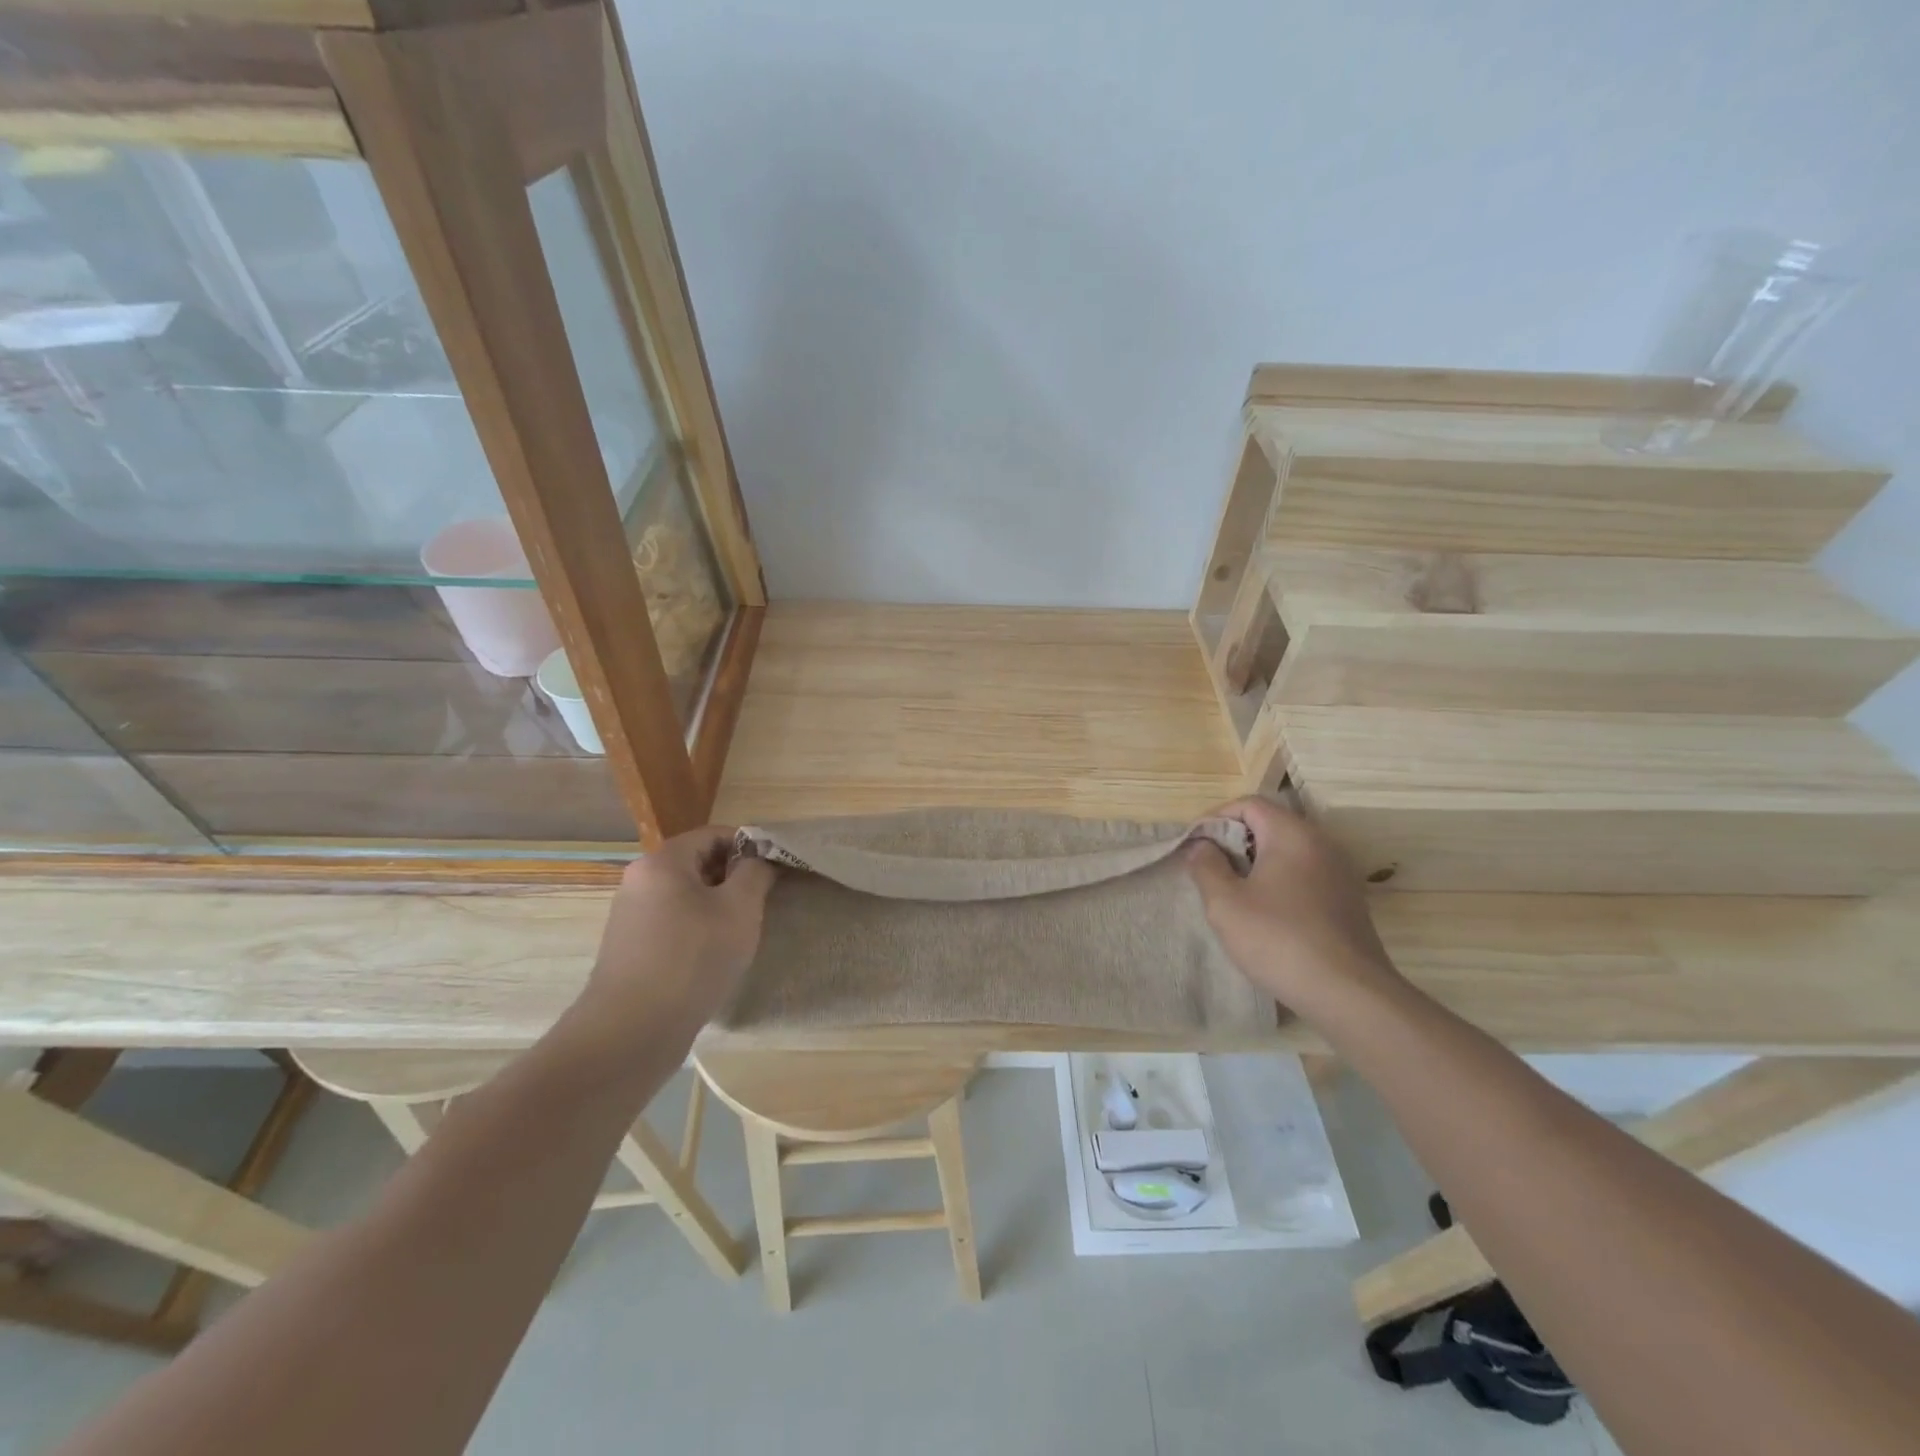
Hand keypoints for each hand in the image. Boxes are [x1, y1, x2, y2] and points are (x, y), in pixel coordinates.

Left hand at [581, 826, 775, 1041]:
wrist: (631, 1031)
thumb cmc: (693, 958)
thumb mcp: (740, 909)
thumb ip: (755, 873)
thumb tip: (758, 860)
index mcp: (662, 861)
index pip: (714, 835)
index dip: (750, 847)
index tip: (775, 871)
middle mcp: (640, 880)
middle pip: (698, 862)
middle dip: (734, 878)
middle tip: (762, 903)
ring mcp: (630, 915)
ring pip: (686, 895)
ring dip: (717, 906)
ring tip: (741, 933)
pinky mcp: (630, 947)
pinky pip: (672, 922)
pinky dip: (697, 929)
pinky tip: (713, 957)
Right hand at [1185, 796, 1401, 1017]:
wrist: (1348, 993)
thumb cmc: (1278, 939)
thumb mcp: (1225, 903)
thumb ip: (1206, 866)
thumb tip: (1202, 846)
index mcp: (1292, 834)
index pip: (1248, 804)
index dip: (1215, 818)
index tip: (1194, 845)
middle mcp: (1321, 843)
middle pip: (1269, 824)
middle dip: (1234, 841)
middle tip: (1208, 869)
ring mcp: (1339, 872)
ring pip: (1287, 851)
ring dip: (1255, 863)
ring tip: (1232, 892)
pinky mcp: (1346, 899)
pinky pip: (1304, 874)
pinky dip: (1278, 881)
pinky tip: (1265, 913)